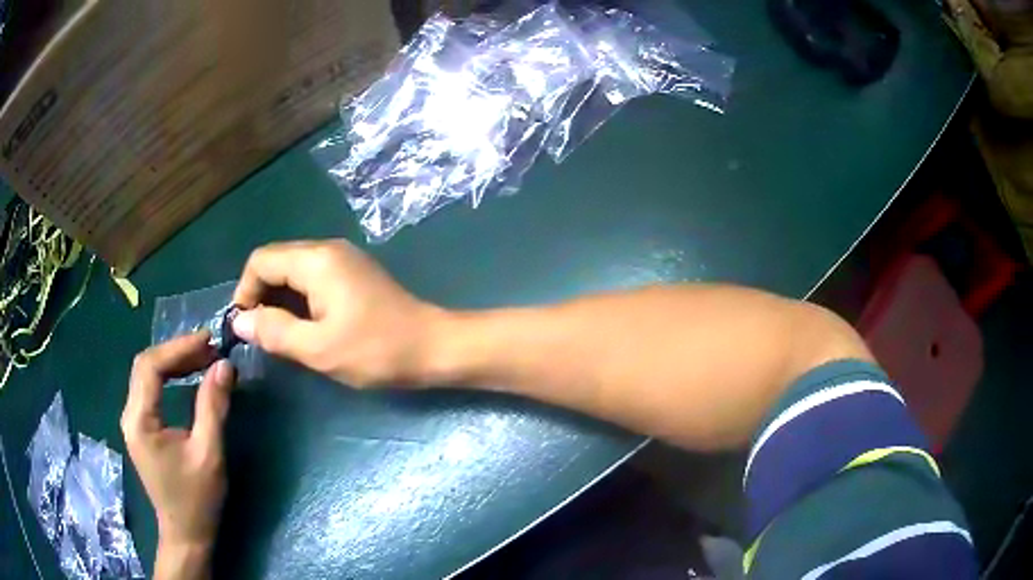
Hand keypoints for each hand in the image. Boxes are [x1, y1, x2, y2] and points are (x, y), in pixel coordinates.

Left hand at [121, 333, 233, 554]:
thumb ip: (213, 407)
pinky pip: (151, 388)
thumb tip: (224, 365)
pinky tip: (188, 377)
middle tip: (209, 349)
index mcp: (140, 420)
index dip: (178, 348)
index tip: (208, 340)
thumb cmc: (197, 499)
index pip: (151, 367)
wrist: (186, 533)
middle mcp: (130, 415)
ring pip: (147, 374)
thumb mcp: (209, 453)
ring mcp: (133, 421)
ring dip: (174, 362)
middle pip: (146, 365)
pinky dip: (170, 376)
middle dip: (177, 351)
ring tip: (203, 359)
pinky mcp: (141, 427)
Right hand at [231, 240, 441, 386]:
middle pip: (277, 261)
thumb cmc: (376, 350)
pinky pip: (312, 279)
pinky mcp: (353, 274)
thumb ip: (274, 331)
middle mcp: (328, 250)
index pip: (261, 260)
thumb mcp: (318, 348)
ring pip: (294, 271)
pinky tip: (301, 327)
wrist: (433, 347)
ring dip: (279, 299)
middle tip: (259, 335)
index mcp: (317, 260)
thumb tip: (239, 320)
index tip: (244, 327)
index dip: (245, 291)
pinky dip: (298, 300)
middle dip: (260, 295)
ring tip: (277, 335)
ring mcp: (343, 260)